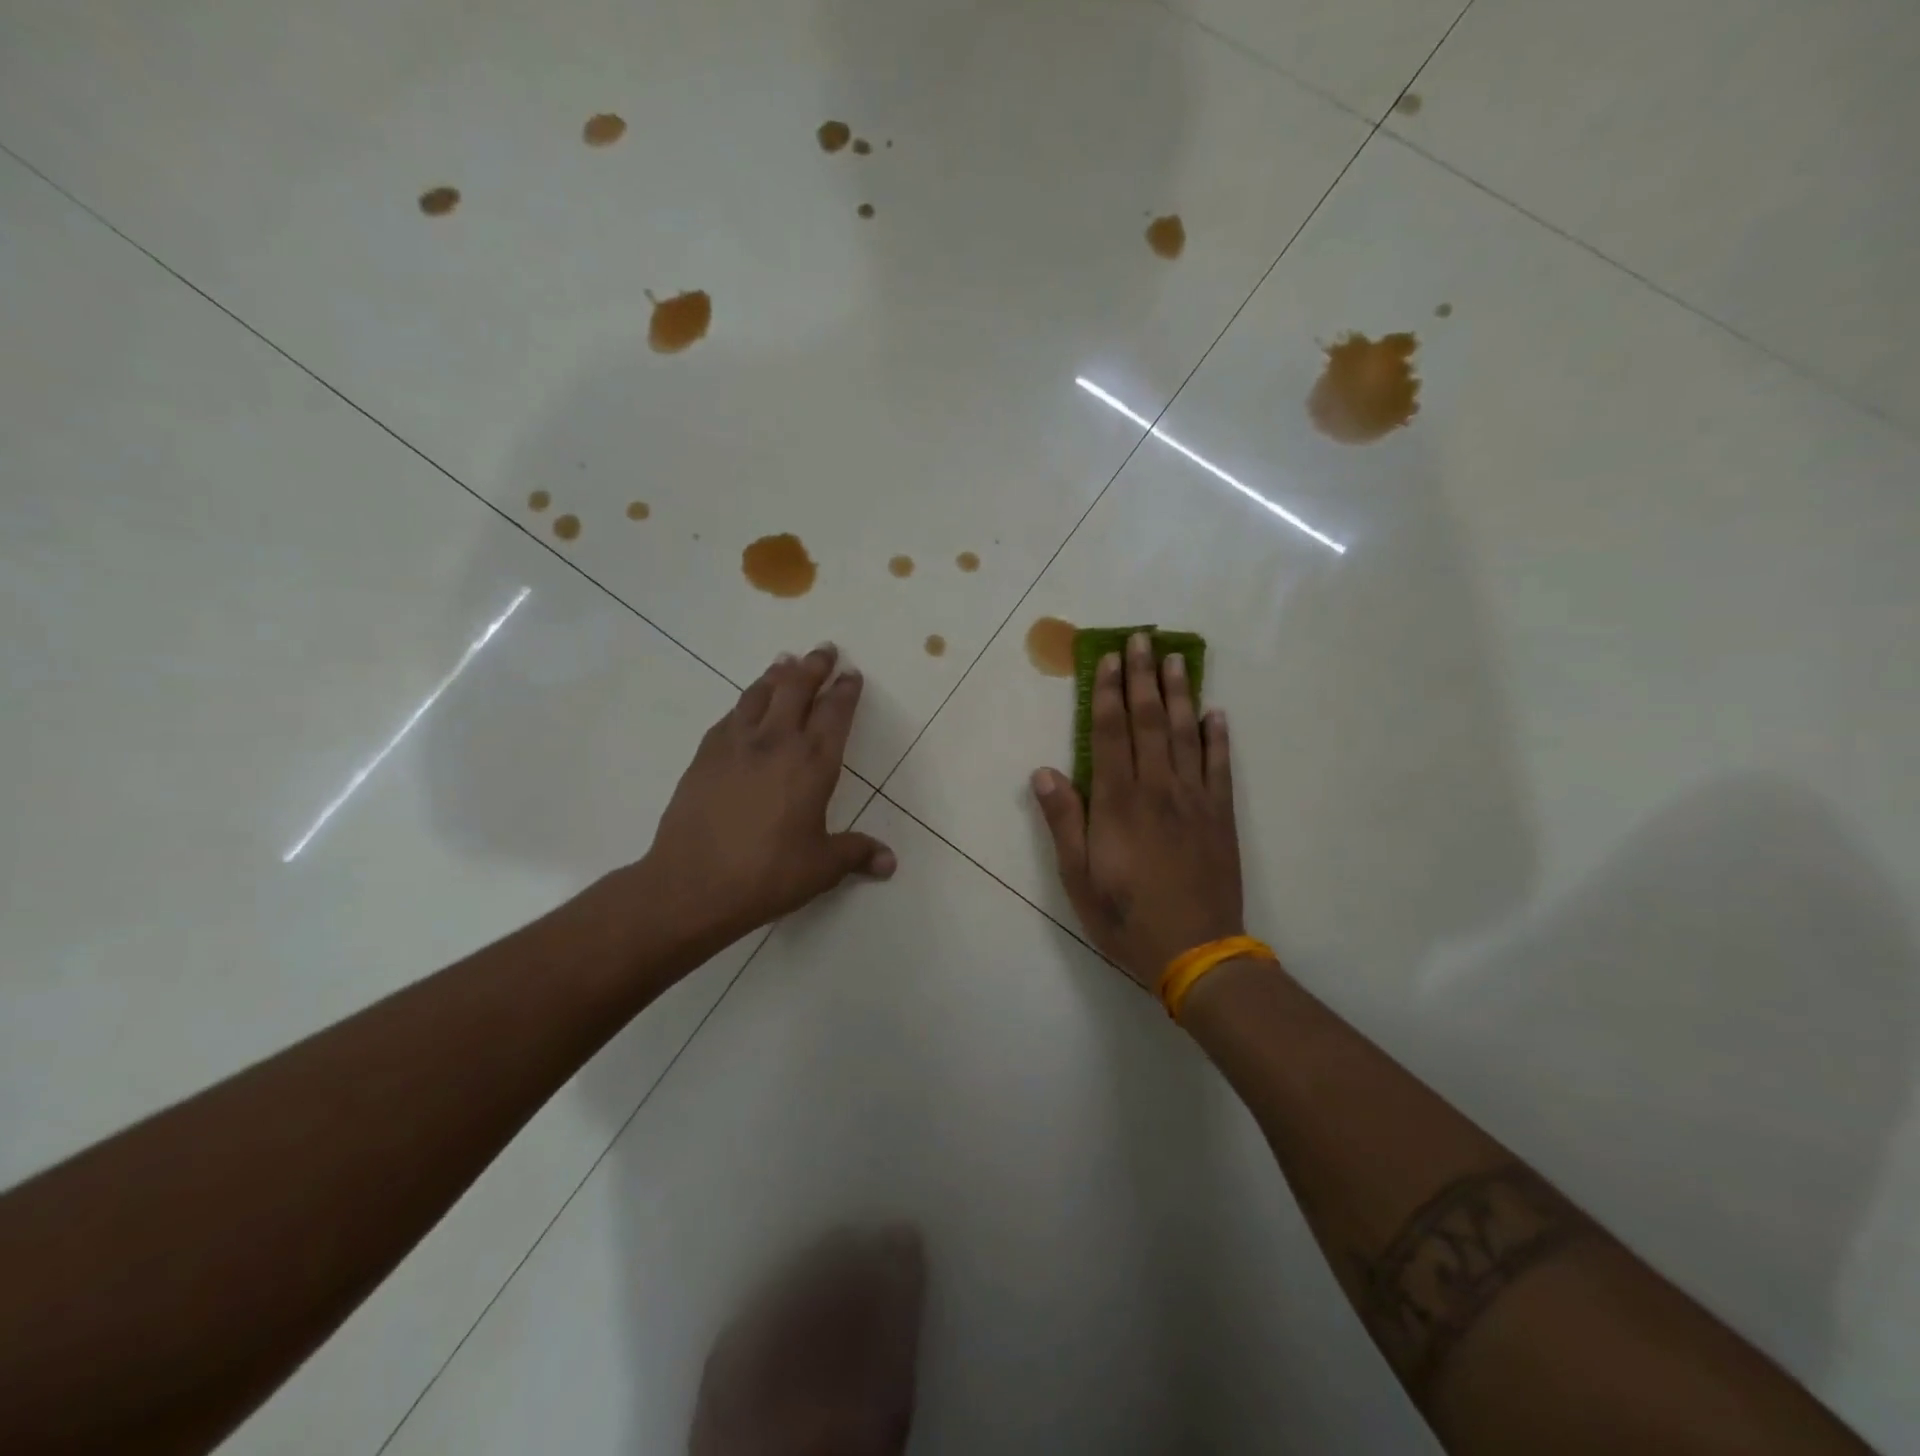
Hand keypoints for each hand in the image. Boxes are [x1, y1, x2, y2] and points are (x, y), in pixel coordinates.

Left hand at [643, 644, 894, 950]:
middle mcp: (777, 742)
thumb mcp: (821, 869)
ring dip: (777, 674)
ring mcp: (736, 744)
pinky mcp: (705, 754)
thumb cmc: (767, 875)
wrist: (691, 884)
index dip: (845, 691)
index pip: (834, 714)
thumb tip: (890, 862)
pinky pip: (731, 715)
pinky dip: (745, 701)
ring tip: (786, 661)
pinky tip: (746, 704)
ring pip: (760, 693)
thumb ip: (856, 854)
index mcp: (813, 764)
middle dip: (814, 666)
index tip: (851, 673)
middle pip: (797, 689)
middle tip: (824, 649)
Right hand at [1031, 632, 1242, 988]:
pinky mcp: (1220, 816)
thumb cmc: (1126, 917)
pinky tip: (1216, 713)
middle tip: (1142, 639)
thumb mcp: (1079, 877)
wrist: (1196, 953)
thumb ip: (1064, 821)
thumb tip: (1044, 771)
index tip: (1109, 659)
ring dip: (1180, 694)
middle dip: (1143, 678)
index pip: (1111, 734)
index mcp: (1118, 803)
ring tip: (1176, 659)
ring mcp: (1194, 800)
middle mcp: (1157, 789)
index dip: (1109, 693)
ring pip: (1186, 734)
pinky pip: (1220, 766)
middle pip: (1150, 722)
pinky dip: (1218, 737)